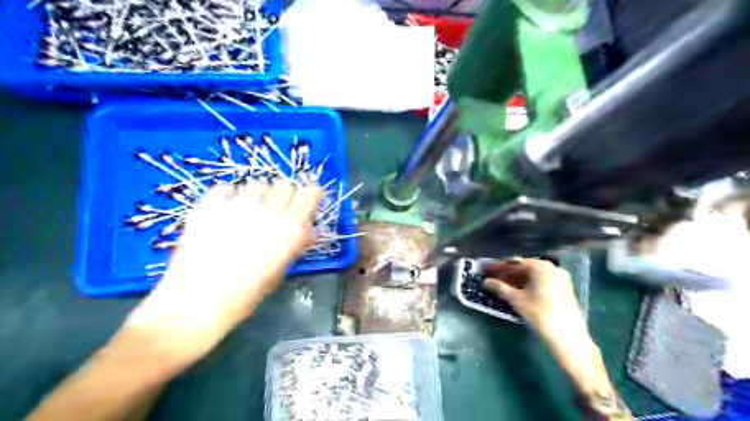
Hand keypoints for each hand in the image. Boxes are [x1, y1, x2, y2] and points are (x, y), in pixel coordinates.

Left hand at [110, 182, 322, 378]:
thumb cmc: (244, 296)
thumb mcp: (279, 271)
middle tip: (279, 211)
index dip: (311, 195)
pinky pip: (227, 188)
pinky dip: (231, 196)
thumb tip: (305, 231)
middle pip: (284, 184)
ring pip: (257, 184)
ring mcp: (237, 204)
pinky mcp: (208, 205)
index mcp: (291, 228)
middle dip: (286, 195)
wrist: (194, 305)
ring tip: (251, 213)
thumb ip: (295, 245)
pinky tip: (227, 212)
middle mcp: (268, 210)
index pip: (310, 193)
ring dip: (260, 195)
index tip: (309, 203)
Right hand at [483, 259, 587, 337]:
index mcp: (540, 267)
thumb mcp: (516, 299)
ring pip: (534, 276)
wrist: (567, 336)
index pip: (515, 264)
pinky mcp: (564, 289)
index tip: (487, 271)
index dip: (499, 268)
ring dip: (518, 280)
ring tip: (504, 287)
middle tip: (494, 280)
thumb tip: (486, 282)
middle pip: (525, 268)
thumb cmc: (539, 313)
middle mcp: (552, 268)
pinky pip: (542, 282)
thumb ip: (499, 288)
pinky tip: (519, 293)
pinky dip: (529, 285)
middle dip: (508, 274)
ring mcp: (560, 278)